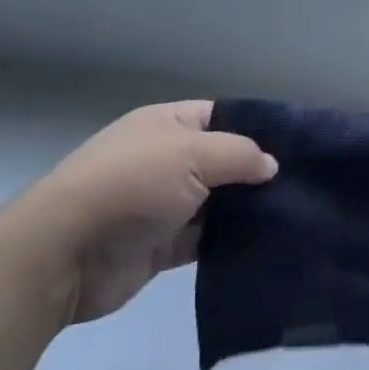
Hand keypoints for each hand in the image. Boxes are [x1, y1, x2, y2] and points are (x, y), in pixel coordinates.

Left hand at [21, 100, 276, 324]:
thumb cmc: (132, 184)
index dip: (257, 127)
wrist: (65, 253)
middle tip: (303, 184)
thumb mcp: (192, 154)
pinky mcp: (161, 246)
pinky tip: (265, 244)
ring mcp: (163, 204)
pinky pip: (205, 239)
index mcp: (168, 124)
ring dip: (246, 210)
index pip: (223, 116)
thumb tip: (271, 165)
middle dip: (257, 172)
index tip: (297, 144)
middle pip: (222, 161)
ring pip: (217, 202)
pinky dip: (229, 242)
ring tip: (295, 215)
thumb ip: (239, 155)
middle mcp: (167, 159)